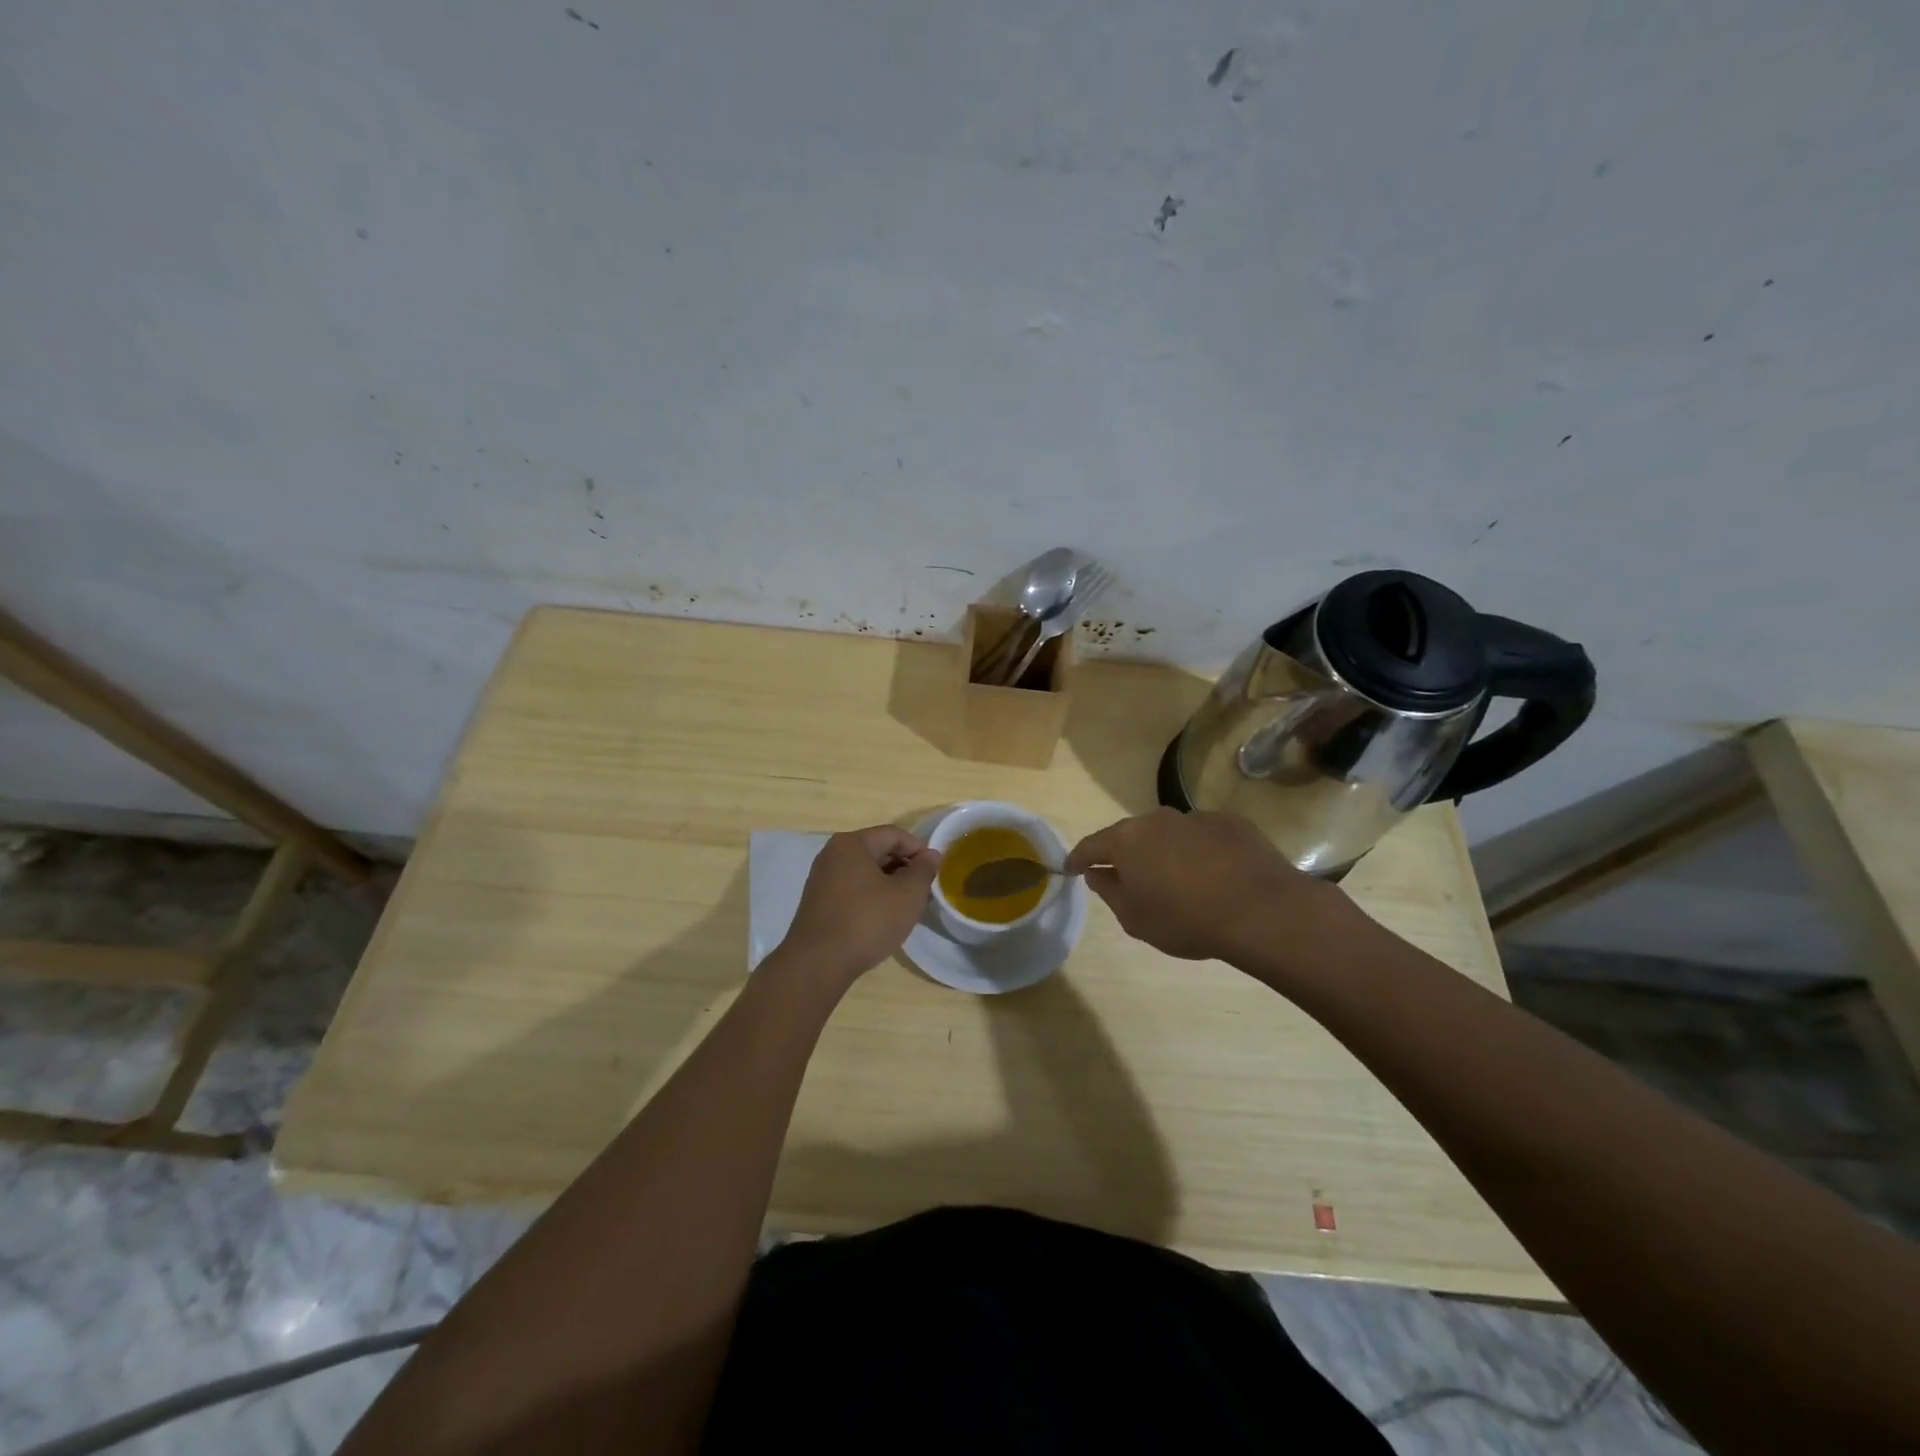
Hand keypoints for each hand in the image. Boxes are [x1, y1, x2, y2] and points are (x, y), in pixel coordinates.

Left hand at [780, 826, 941, 984]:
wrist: (818, 964)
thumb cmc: (867, 921)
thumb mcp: (907, 894)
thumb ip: (924, 870)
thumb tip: (932, 855)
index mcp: (851, 844)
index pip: (894, 835)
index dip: (919, 850)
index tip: (936, 871)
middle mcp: (832, 854)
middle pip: (878, 851)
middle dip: (905, 868)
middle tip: (924, 891)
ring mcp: (822, 879)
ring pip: (866, 872)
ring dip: (890, 884)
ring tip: (907, 907)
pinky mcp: (818, 902)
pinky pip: (852, 889)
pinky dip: (872, 897)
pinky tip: (884, 918)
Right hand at [1064, 808, 1354, 970]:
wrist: (1260, 909)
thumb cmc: (1186, 919)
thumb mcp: (1136, 919)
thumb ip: (1110, 892)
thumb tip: (1098, 873)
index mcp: (1126, 840)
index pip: (1091, 846)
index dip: (1078, 858)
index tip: (1070, 868)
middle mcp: (1156, 819)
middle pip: (1131, 835)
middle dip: (1125, 854)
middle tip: (1128, 878)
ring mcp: (1195, 817)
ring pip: (1169, 834)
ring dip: (1165, 852)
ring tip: (1177, 880)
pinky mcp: (1230, 823)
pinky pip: (1203, 837)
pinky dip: (1200, 852)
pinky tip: (1214, 875)